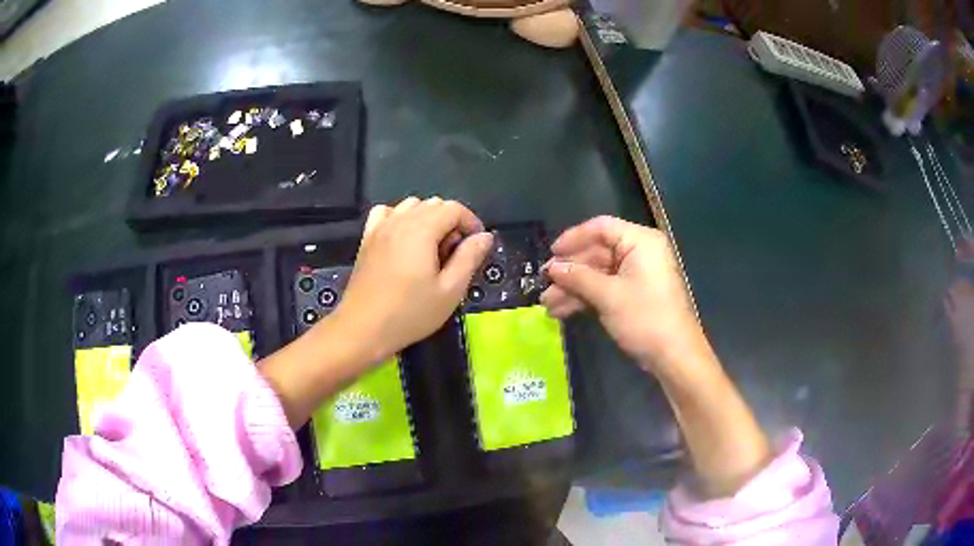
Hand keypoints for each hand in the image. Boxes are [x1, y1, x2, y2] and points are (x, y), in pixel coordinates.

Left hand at [328, 197, 493, 363]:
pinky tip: (403, 240)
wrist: (363, 329)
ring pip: (411, 206)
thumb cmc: (409, 313)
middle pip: (433, 204)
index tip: (476, 247)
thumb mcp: (449, 291)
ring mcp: (380, 228)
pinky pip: (386, 213)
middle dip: (451, 223)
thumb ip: (469, 258)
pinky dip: (400, 218)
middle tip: (454, 256)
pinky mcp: (367, 239)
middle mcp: (399, 220)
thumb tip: (484, 236)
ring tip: (431, 249)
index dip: (471, 223)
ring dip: (428, 219)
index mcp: (421, 230)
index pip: (453, 208)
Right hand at [541, 216, 709, 376]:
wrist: (674, 355)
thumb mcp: (608, 296)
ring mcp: (637, 275)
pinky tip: (563, 311)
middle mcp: (640, 253)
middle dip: (570, 271)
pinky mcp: (635, 294)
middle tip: (545, 284)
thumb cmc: (645, 318)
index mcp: (640, 242)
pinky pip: (606, 288)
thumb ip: (578, 278)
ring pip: (599, 273)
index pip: (601, 228)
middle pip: (598, 252)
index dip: (573, 238)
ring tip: (548, 304)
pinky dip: (586, 298)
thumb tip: (552, 268)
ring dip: (574, 288)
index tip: (551, 253)